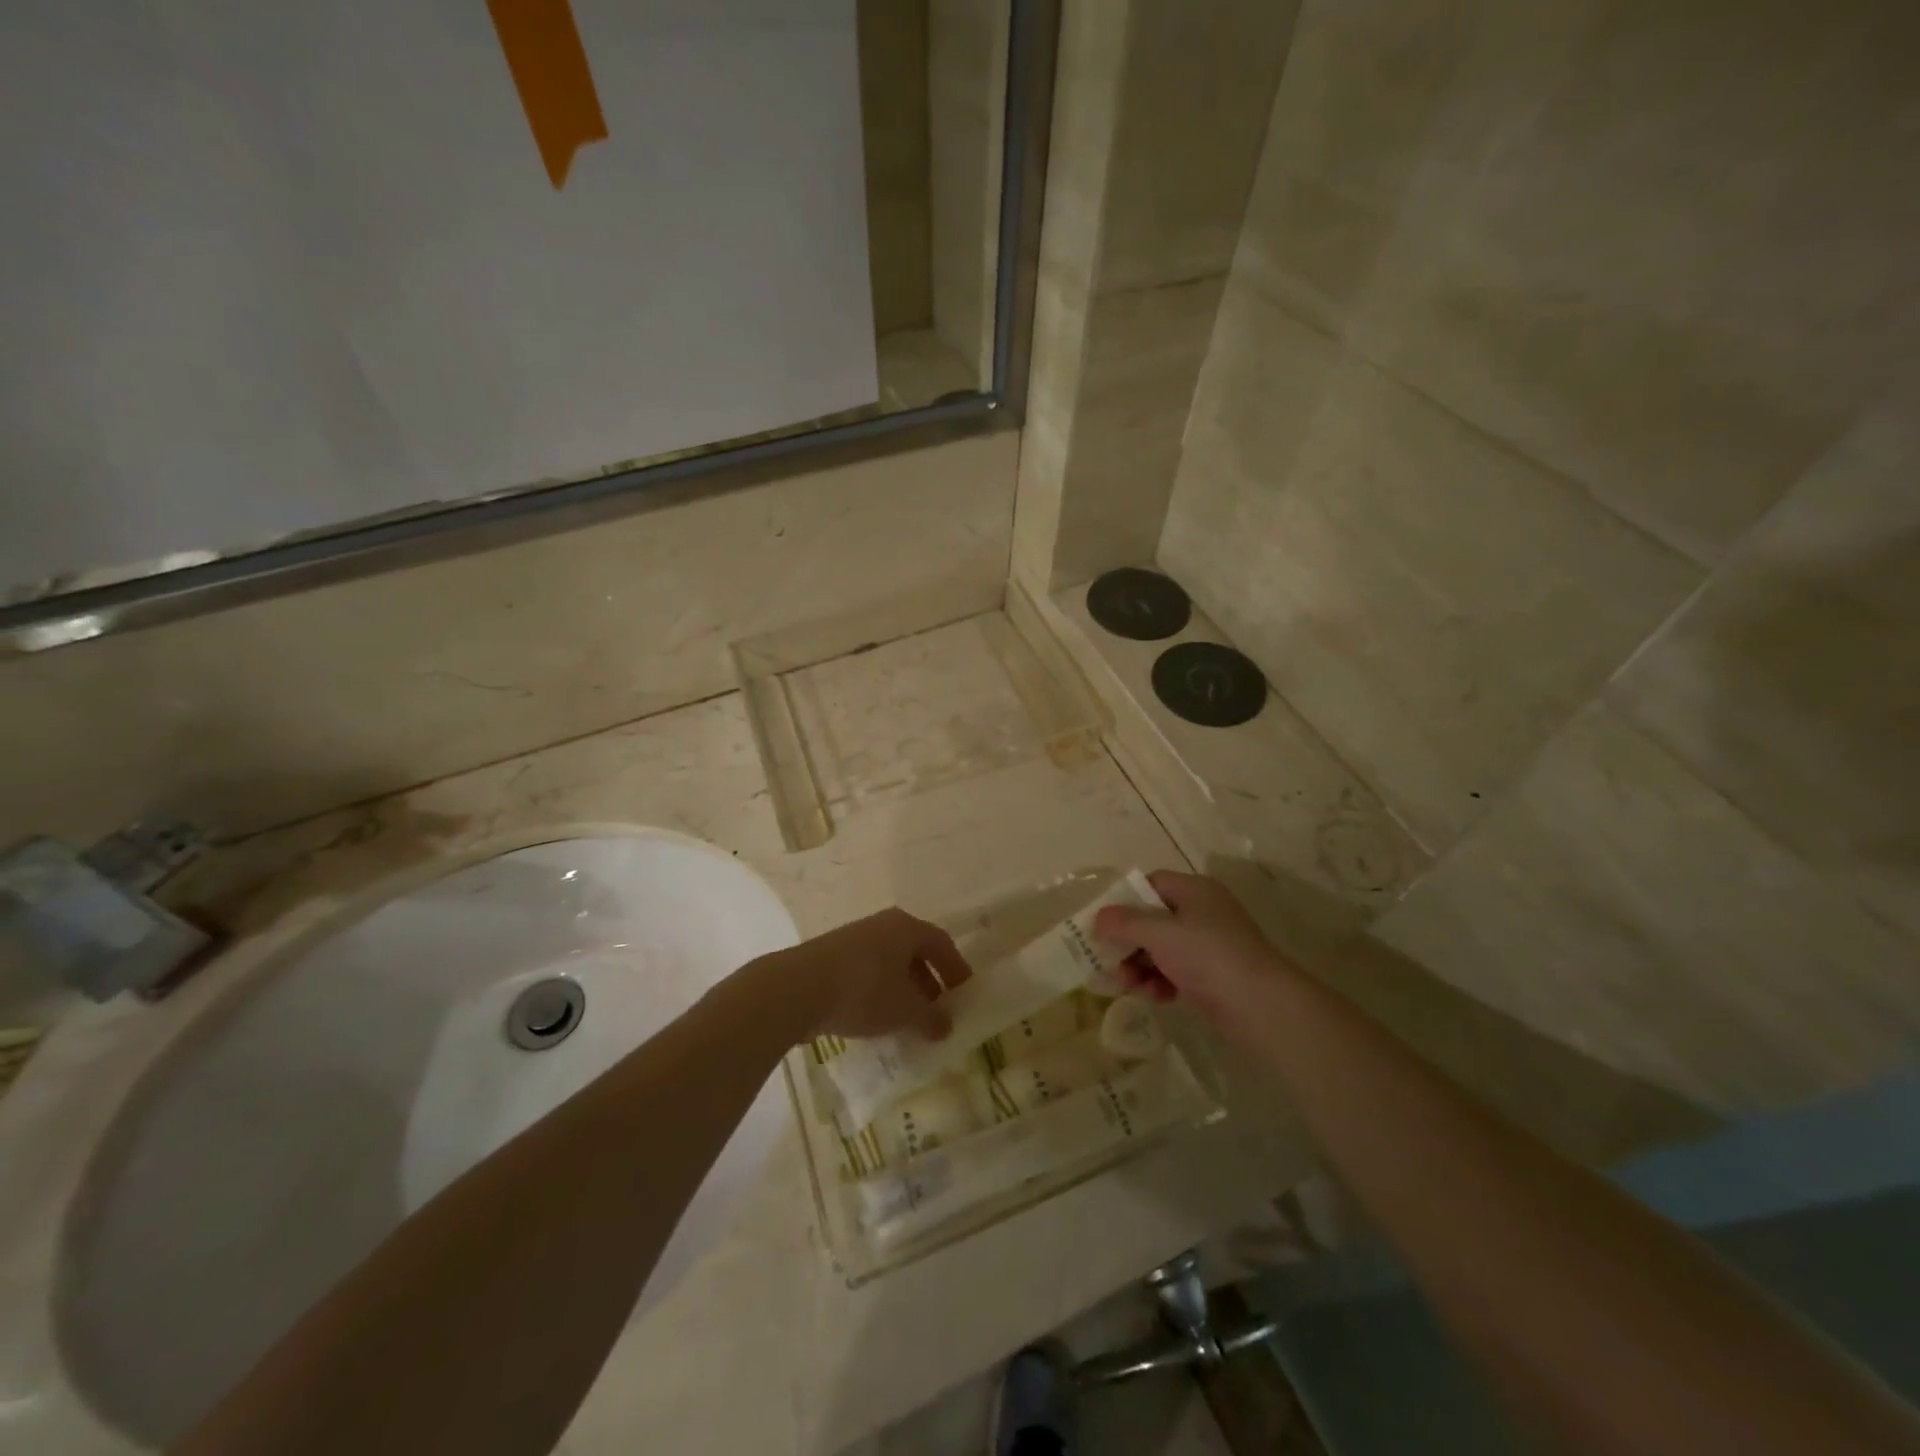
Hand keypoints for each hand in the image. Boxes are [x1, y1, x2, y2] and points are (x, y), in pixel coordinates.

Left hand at [759, 907, 973, 1041]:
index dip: (956, 969)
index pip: (941, 943)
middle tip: (937, 1010)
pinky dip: (879, 991)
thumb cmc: (864, 991)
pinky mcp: (830, 956)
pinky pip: (867, 971)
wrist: (797, 988)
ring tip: (907, 1019)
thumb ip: (931, 1018)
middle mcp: (882, 925)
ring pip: (889, 962)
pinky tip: (876, 1018)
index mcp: (906, 928)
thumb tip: (946, 1025)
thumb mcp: (905, 1011)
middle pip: (915, 951)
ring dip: (903, 988)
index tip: (964, 994)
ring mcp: (854, 938)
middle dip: (929, 981)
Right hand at [1092, 871, 1288, 1031]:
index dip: (1125, 900)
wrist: (1260, 1006)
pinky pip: (1176, 972)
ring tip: (1127, 985)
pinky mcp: (1212, 977)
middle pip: (1153, 919)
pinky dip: (1161, 982)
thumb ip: (1124, 923)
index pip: (1151, 884)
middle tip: (1108, 960)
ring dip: (1139, 966)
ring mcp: (1209, 946)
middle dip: (1128, 941)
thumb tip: (1098, 918)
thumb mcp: (1159, 933)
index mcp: (1195, 891)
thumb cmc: (1207, 955)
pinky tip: (1155, 997)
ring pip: (1161, 949)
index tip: (1103, 922)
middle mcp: (1203, 913)